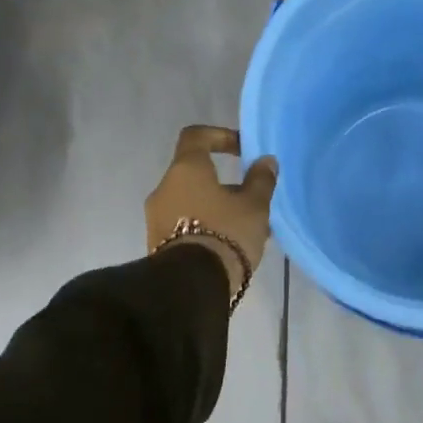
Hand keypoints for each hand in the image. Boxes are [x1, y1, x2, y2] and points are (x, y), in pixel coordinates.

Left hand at [147, 125, 278, 297]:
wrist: (191, 286)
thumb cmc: (226, 233)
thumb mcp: (254, 206)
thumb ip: (261, 180)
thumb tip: (265, 161)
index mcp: (186, 170)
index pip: (196, 136)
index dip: (220, 136)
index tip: (242, 150)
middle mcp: (165, 188)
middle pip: (195, 174)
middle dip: (225, 183)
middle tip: (251, 199)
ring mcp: (157, 218)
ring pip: (192, 202)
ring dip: (217, 208)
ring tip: (246, 229)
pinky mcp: (158, 244)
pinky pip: (185, 224)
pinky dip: (206, 226)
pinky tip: (230, 245)